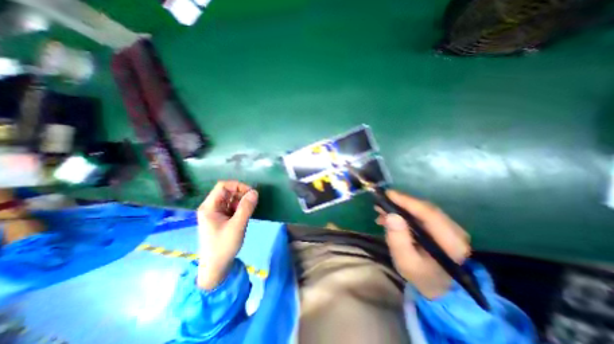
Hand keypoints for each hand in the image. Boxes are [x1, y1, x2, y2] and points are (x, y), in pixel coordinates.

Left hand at [194, 180, 257, 289]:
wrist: (216, 268)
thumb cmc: (224, 246)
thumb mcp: (237, 226)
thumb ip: (246, 207)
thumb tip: (255, 192)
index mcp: (209, 207)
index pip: (223, 186)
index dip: (238, 186)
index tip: (250, 193)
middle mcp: (211, 207)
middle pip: (227, 192)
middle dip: (241, 194)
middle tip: (253, 202)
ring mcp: (217, 213)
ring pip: (231, 199)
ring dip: (242, 201)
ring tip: (251, 209)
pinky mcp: (222, 219)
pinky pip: (232, 207)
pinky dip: (241, 207)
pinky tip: (247, 213)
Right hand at [374, 189, 471, 299]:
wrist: (436, 285)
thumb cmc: (420, 275)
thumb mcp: (405, 262)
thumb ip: (398, 240)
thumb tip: (391, 215)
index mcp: (451, 243)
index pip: (429, 214)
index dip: (408, 202)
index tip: (388, 194)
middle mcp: (455, 231)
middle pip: (426, 208)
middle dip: (401, 203)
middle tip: (380, 202)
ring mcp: (450, 227)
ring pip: (423, 208)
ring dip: (401, 206)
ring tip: (382, 210)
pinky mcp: (442, 225)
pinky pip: (422, 212)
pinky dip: (405, 211)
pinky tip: (391, 216)